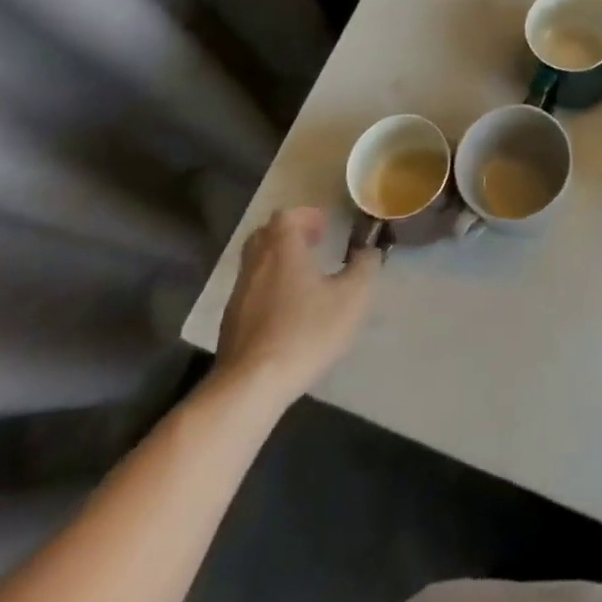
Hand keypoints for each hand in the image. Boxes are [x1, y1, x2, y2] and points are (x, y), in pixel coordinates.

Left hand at [210, 207, 380, 409]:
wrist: (251, 385)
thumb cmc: (305, 331)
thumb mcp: (352, 297)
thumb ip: (365, 267)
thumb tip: (370, 251)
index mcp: (283, 248)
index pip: (287, 216)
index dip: (307, 217)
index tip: (325, 229)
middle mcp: (256, 263)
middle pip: (266, 235)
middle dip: (289, 236)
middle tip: (312, 247)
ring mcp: (239, 294)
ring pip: (257, 264)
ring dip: (278, 264)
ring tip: (303, 282)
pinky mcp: (231, 324)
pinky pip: (251, 292)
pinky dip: (268, 291)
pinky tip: (286, 313)